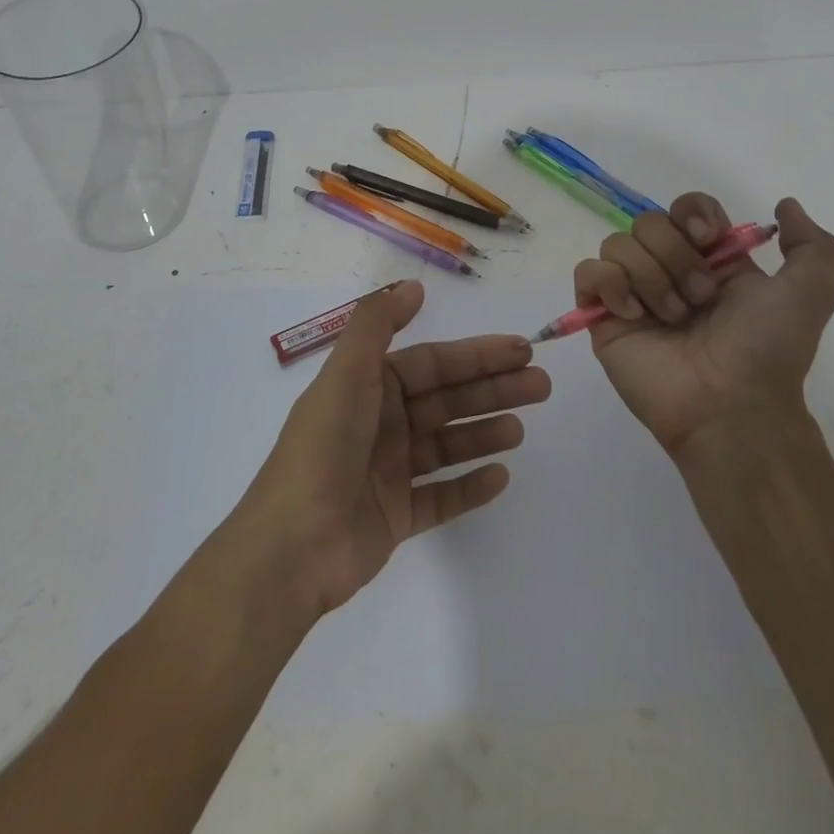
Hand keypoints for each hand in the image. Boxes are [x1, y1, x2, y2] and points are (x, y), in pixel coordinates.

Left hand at [234, 281, 550, 616]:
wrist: (292, 546)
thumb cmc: (324, 448)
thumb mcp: (347, 373)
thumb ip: (378, 324)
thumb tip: (413, 286)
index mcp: (369, 387)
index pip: (433, 363)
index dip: (476, 354)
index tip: (520, 350)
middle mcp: (381, 423)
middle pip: (446, 400)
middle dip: (492, 389)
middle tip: (541, 385)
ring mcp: (389, 472)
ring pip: (447, 445)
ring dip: (484, 433)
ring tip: (521, 429)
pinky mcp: (395, 517)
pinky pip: (441, 497)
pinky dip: (469, 486)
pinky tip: (501, 477)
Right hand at [574, 194, 833, 454]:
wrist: (730, 405)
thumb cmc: (767, 350)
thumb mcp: (810, 293)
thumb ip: (812, 245)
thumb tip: (785, 204)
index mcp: (710, 260)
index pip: (685, 207)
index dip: (692, 213)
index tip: (707, 238)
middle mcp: (668, 269)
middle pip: (647, 222)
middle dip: (675, 256)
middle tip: (699, 298)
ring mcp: (632, 292)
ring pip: (617, 243)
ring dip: (649, 277)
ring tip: (671, 317)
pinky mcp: (602, 315)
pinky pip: (588, 272)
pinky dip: (610, 285)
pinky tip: (633, 314)